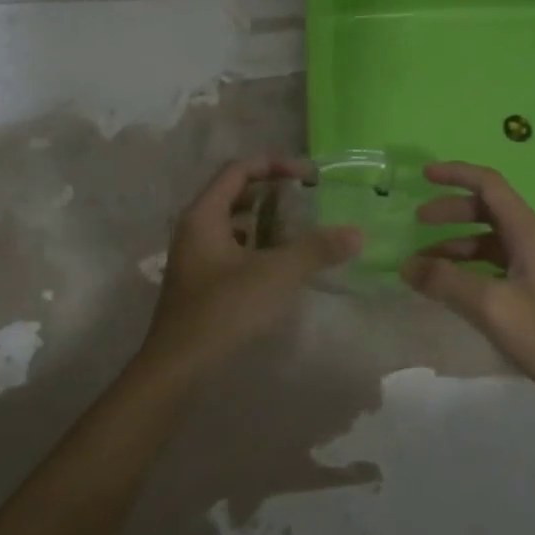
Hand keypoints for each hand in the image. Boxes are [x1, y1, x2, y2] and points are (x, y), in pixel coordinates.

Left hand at [141, 156, 361, 380]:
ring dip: (266, 221)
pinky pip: (232, 250)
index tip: (309, 176)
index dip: (274, 164)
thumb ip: (316, 249)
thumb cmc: (223, 311)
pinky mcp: (201, 283)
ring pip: (234, 224)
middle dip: (272, 192)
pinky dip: (258, 247)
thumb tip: (357, 233)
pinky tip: (281, 264)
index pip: (238, 170)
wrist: (177, 370)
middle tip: (307, 199)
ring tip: (301, 229)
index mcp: (204, 214)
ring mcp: (196, 258)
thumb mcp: (275, 275)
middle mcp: (195, 228)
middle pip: (235, 194)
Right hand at [403, 162, 534, 417]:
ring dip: (454, 244)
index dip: (456, 174)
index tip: (424, 175)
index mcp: (526, 232)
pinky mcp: (531, 292)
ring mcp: (532, 267)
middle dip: (450, 210)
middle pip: (486, 209)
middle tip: (418, 221)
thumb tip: (406, 265)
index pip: (489, 184)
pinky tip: (448, 288)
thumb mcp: (491, 305)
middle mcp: (530, 241)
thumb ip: (446, 282)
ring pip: (486, 240)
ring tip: (423, 262)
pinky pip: (491, 266)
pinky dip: (466, 268)